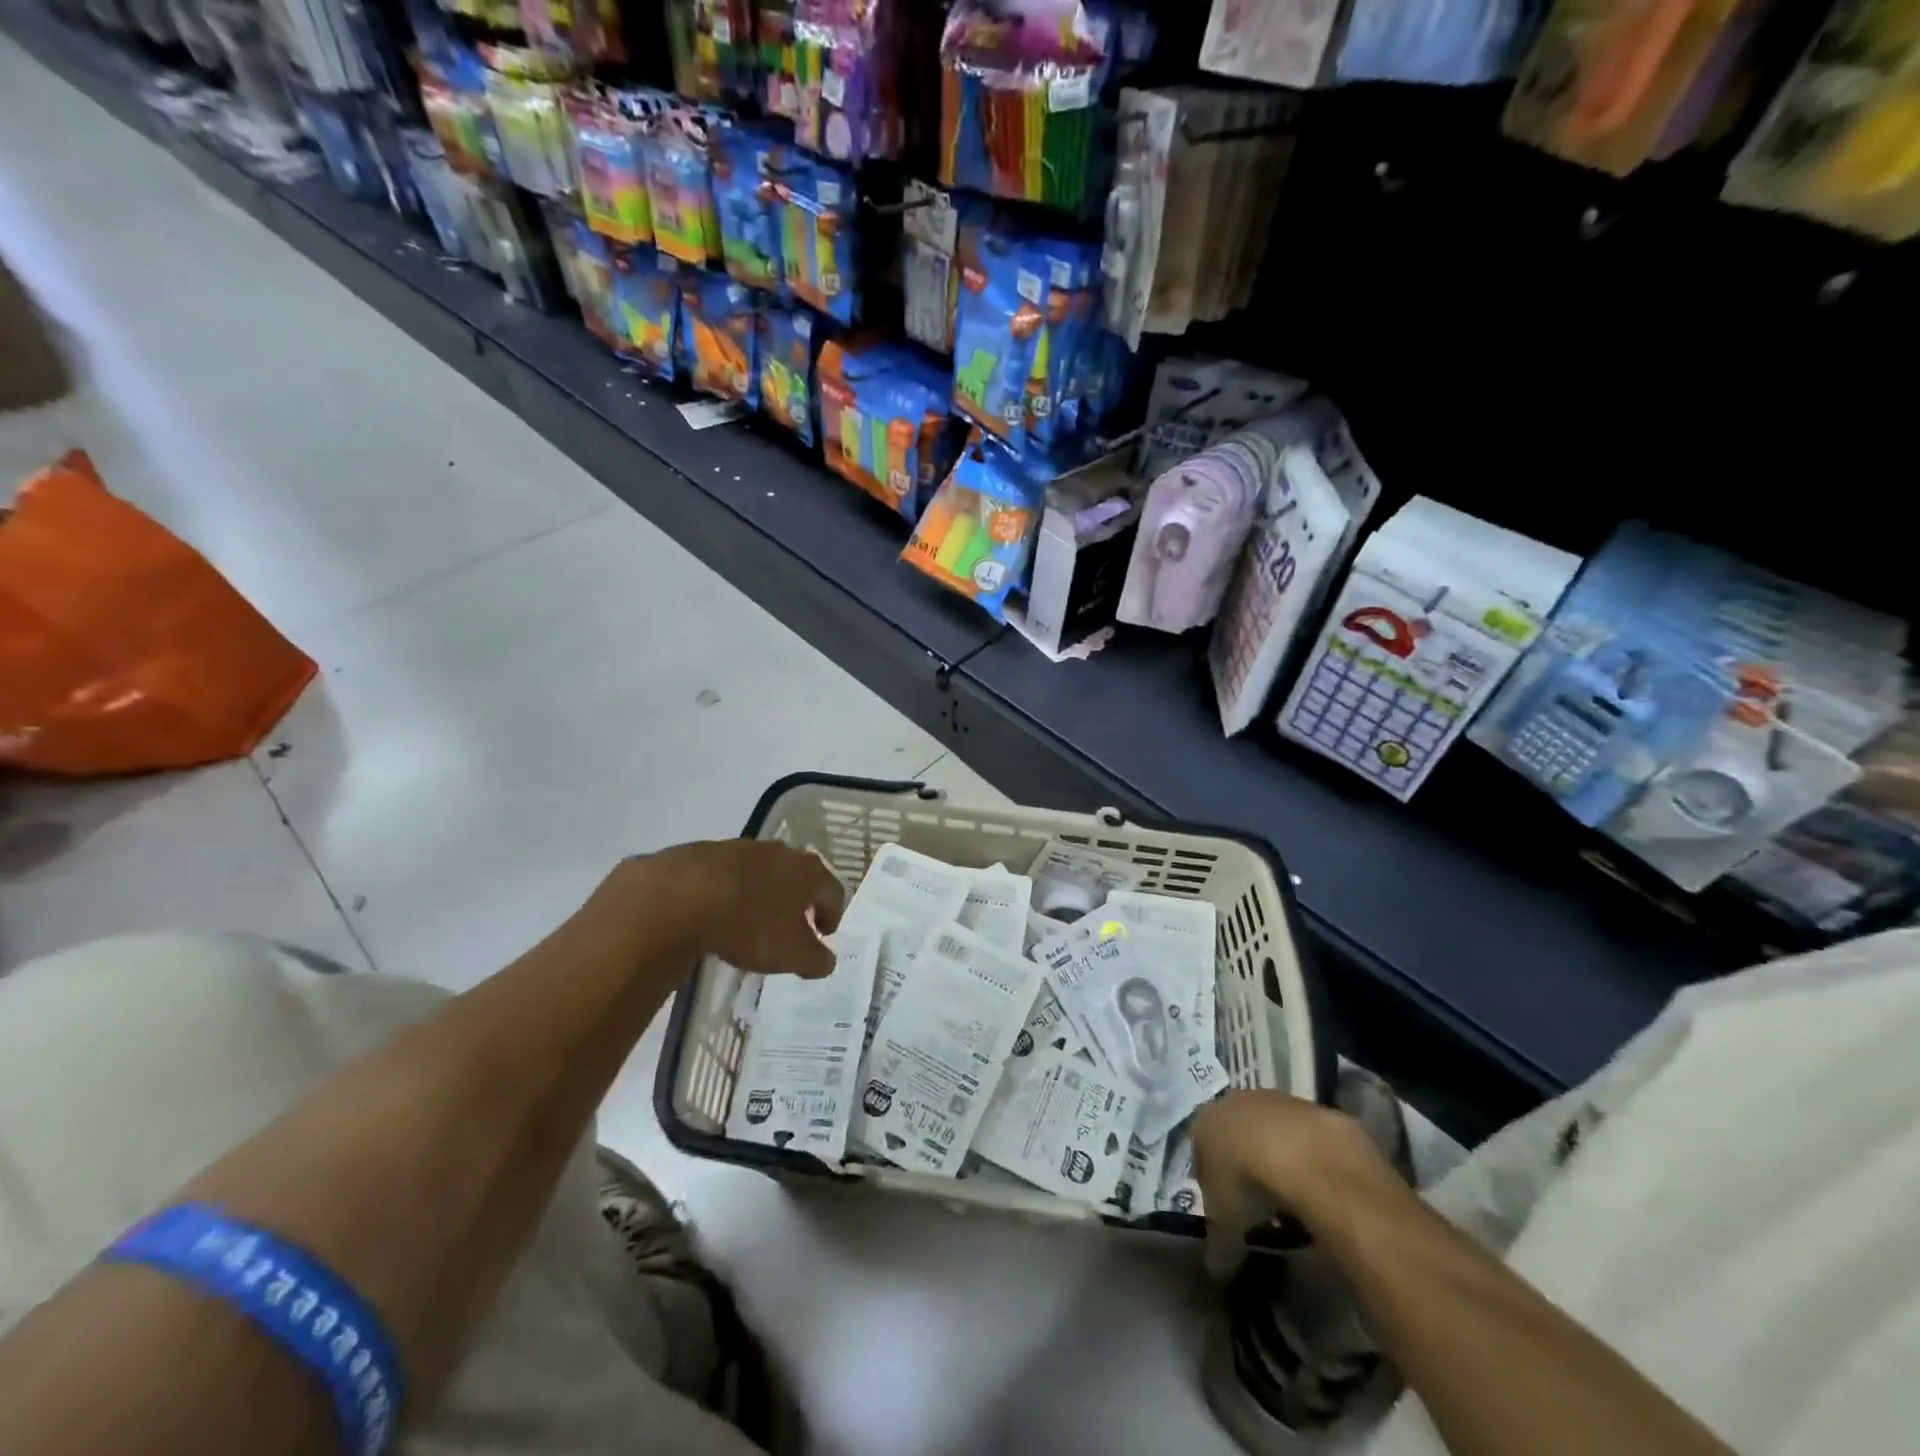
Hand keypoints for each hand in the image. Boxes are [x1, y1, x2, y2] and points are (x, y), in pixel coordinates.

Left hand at [639, 839, 845, 979]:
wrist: (681, 896)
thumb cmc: (750, 924)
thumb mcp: (791, 954)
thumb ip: (816, 959)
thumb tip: (827, 960)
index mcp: (808, 872)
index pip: (833, 891)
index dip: (832, 915)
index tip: (824, 935)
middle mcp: (780, 852)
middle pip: (798, 875)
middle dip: (798, 900)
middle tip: (791, 925)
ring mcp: (742, 848)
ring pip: (762, 871)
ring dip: (763, 892)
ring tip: (751, 919)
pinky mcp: (706, 851)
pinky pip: (727, 873)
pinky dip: (729, 890)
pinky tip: (717, 910)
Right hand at [1192, 1088, 1391, 1276]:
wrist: (1306, 1155)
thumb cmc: (1250, 1183)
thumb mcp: (1227, 1224)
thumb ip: (1219, 1245)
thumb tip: (1217, 1271)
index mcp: (1206, 1122)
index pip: (1201, 1150)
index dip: (1212, 1182)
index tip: (1228, 1213)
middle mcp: (1237, 1102)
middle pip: (1237, 1135)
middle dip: (1246, 1165)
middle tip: (1260, 1205)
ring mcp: (1279, 1101)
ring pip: (1273, 1132)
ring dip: (1280, 1159)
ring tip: (1293, 1199)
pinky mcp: (1316, 1108)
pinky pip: (1308, 1138)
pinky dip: (1311, 1159)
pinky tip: (1321, 1188)